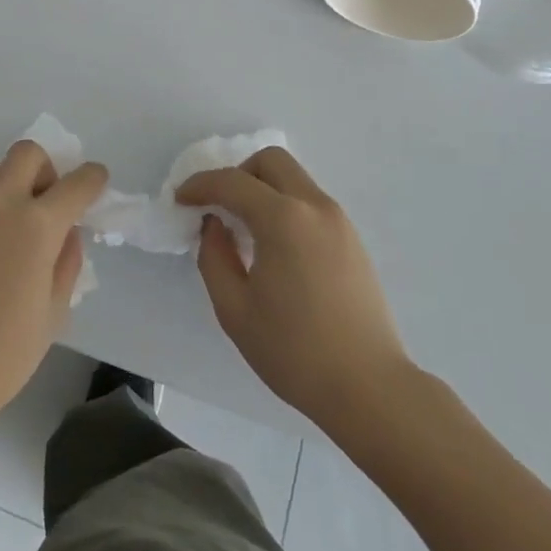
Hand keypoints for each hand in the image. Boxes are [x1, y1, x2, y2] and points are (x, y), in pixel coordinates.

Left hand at [0, 141, 107, 436]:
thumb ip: (67, 261)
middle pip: (28, 153)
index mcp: (37, 226)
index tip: (95, 181)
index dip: (92, 179)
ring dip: (8, 190)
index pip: (77, 183)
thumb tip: (67, 232)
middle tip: (43, 204)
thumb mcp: (54, 312)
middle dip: (46, 169)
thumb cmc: (2, 354)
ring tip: (3, 233)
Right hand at [177, 148, 412, 425]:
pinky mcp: (353, 240)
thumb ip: (214, 257)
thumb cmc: (295, 352)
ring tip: (245, 229)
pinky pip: (310, 203)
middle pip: (270, 161)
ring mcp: (339, 221)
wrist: (370, 389)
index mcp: (283, 219)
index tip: (180, 200)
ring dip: (263, 189)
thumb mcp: (234, 309)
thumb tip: (215, 225)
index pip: (232, 182)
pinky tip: (275, 246)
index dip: (199, 185)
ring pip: (294, 179)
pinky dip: (285, 206)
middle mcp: (314, 206)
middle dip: (238, 174)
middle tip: (219, 206)